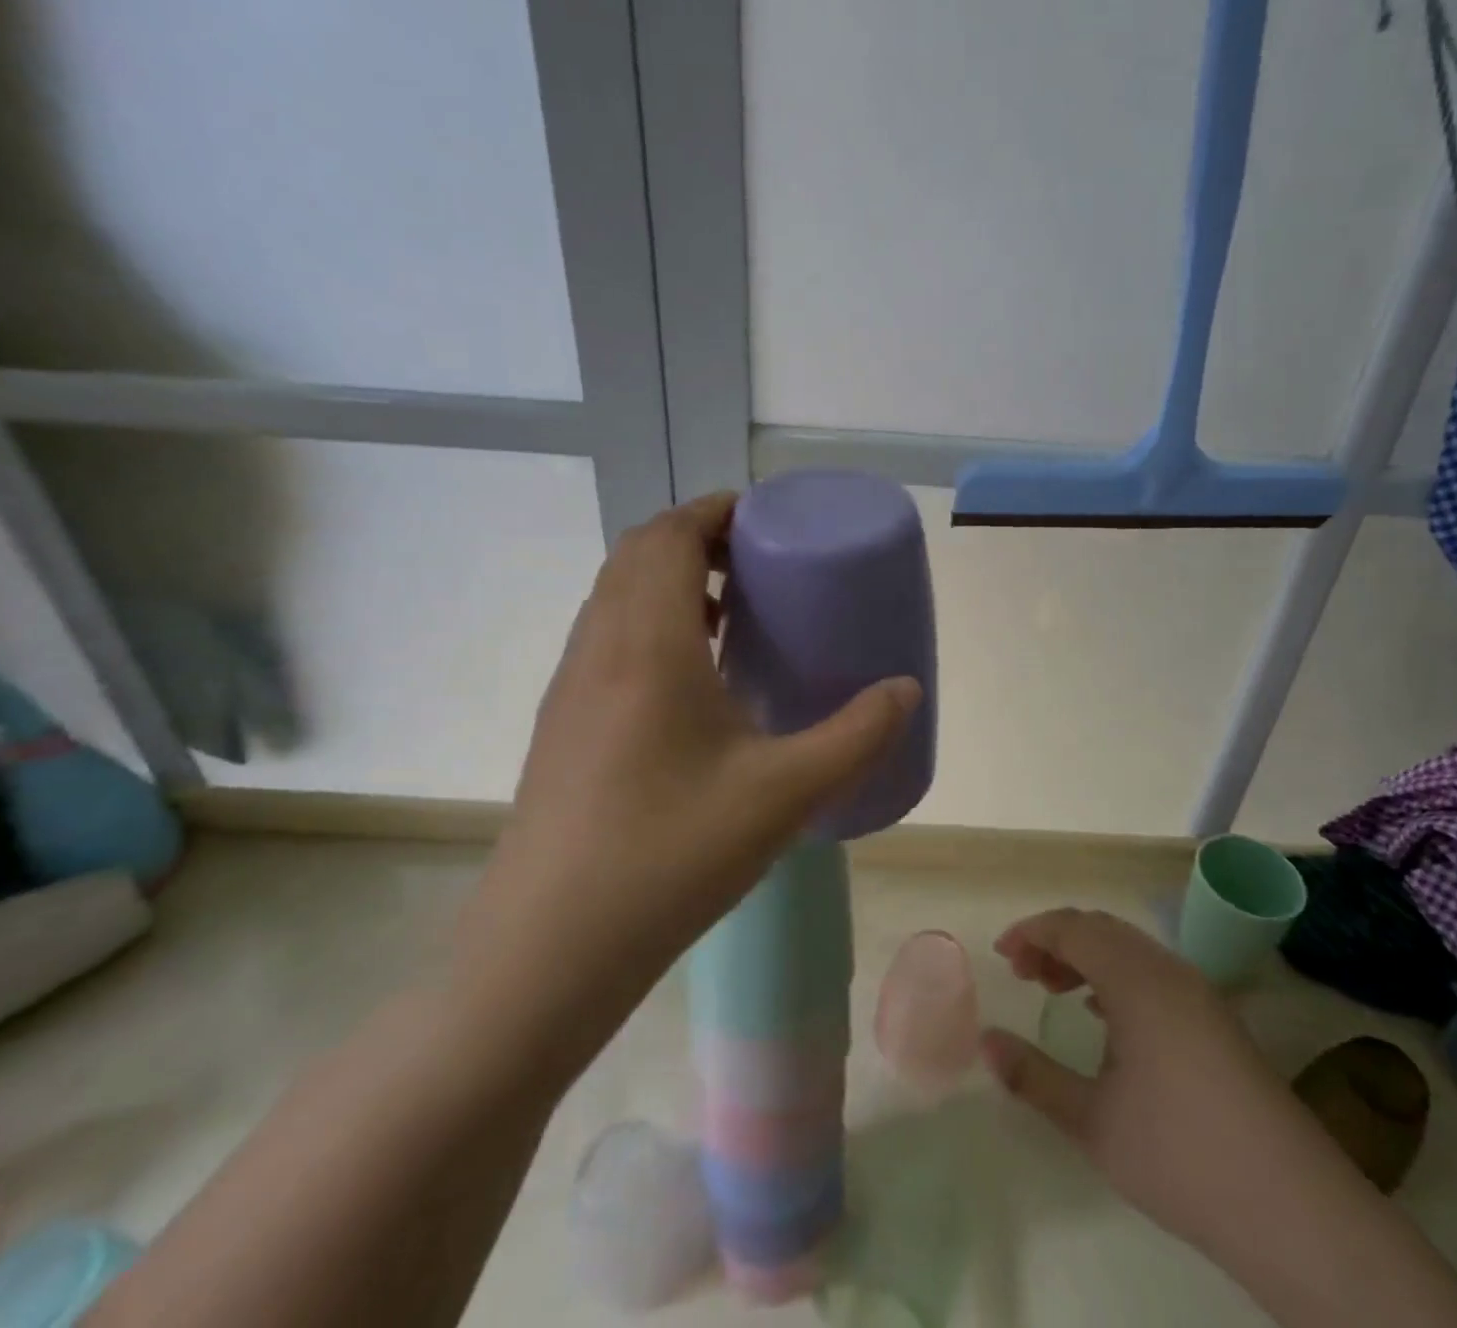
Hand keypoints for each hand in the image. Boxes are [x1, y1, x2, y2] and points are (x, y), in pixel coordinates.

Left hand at [455, 493, 922, 1039]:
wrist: (549, 947)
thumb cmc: (670, 855)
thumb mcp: (785, 794)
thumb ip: (857, 736)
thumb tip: (906, 691)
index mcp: (646, 643)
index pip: (669, 535)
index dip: (715, 510)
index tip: (766, 518)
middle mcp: (598, 648)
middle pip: (636, 554)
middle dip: (696, 539)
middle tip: (756, 562)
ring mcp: (569, 686)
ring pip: (615, 596)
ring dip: (667, 581)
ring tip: (730, 613)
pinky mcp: (561, 723)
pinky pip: (606, 638)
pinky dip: (649, 624)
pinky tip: (693, 682)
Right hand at [980, 909, 1292, 1253]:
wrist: (1295, 1210)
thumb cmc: (1182, 1156)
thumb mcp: (1093, 1121)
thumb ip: (1033, 1076)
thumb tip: (986, 1042)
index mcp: (1137, 979)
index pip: (1073, 927)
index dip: (1031, 932)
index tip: (1001, 956)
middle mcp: (1169, 970)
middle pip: (1101, 928)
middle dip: (1056, 941)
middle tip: (1023, 974)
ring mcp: (1200, 992)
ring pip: (1130, 948)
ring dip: (1087, 957)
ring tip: (1055, 990)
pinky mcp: (1217, 1019)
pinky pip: (1154, 971)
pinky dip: (1117, 975)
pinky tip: (1106, 1016)